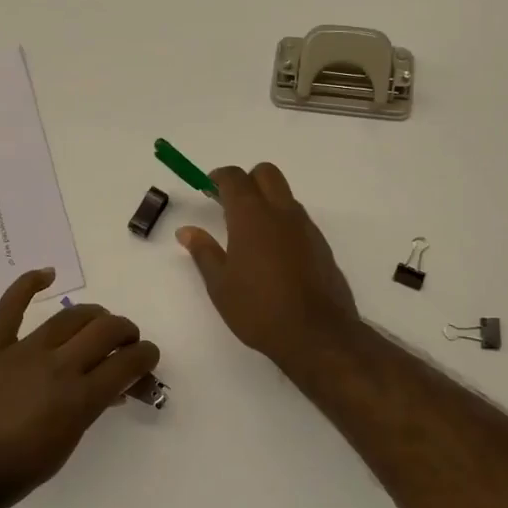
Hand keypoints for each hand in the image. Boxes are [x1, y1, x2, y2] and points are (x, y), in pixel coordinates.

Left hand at [0, 269, 159, 507]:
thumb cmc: (11, 475)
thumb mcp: (63, 448)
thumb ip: (87, 411)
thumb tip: (107, 389)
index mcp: (79, 399)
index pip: (127, 363)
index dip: (145, 356)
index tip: (147, 358)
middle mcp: (57, 367)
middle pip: (105, 330)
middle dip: (125, 332)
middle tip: (126, 342)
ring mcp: (23, 353)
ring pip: (69, 317)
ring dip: (93, 316)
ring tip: (99, 322)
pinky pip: (10, 308)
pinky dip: (28, 285)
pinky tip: (46, 274)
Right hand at [177, 163, 360, 373]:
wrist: (316, 334)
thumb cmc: (258, 308)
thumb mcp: (220, 284)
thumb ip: (203, 252)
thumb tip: (186, 231)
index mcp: (252, 216)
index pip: (235, 177)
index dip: (219, 177)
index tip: (208, 188)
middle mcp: (281, 212)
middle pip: (266, 173)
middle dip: (247, 180)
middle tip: (229, 204)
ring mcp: (305, 226)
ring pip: (285, 195)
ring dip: (267, 200)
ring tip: (250, 233)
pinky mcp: (321, 244)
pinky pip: (298, 219)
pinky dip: (283, 222)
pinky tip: (273, 253)